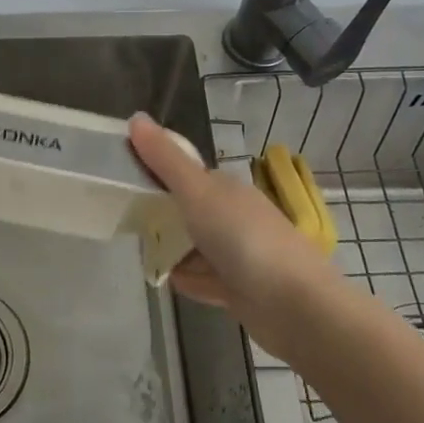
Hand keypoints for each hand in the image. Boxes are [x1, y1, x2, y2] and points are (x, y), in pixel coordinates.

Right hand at [128, 113, 335, 338]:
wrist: (295, 305)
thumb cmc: (244, 240)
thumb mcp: (198, 193)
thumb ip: (165, 159)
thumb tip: (136, 117)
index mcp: (227, 189)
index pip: (187, 175)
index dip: (158, 176)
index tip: (127, 186)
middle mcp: (235, 217)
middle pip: (190, 212)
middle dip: (163, 219)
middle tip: (132, 226)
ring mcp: (240, 254)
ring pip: (197, 247)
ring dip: (176, 252)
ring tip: (148, 257)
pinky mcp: (242, 289)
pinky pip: (208, 279)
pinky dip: (193, 280)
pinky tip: (176, 283)